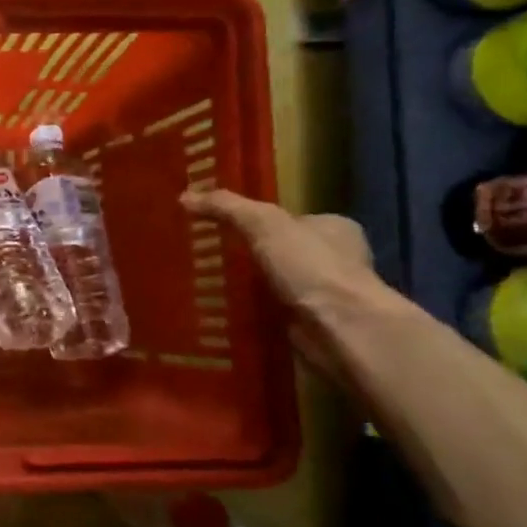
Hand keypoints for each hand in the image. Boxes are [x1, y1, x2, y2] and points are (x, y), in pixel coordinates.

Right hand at [183, 189, 391, 381]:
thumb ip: (226, 207)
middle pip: (281, 252)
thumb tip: (184, 197)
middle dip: (250, 256)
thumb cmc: (311, 267)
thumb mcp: (263, 224)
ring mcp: (326, 295)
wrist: (341, 329)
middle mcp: (336, 259)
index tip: (221, 227)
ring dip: (249, 288)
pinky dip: (254, 314)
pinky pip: (274, 314)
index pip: (289, 219)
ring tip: (207, 285)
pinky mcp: (314, 325)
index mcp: (334, 228)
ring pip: (276, 285)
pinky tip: (225, 312)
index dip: (256, 221)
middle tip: (208, 257)